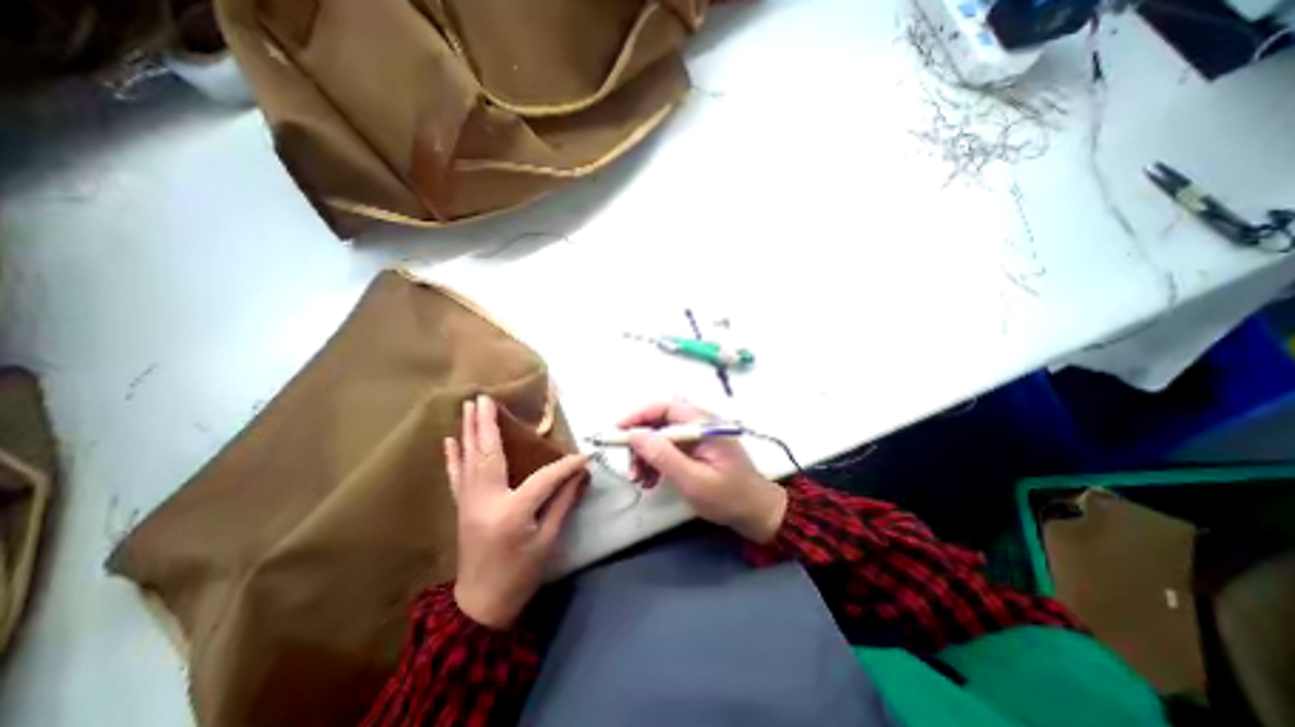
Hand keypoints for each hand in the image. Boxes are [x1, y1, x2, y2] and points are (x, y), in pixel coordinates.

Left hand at [445, 396, 587, 626]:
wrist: (481, 607)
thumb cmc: (520, 575)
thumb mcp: (548, 541)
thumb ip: (563, 503)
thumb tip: (581, 474)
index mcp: (512, 511)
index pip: (545, 478)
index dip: (567, 466)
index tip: (585, 456)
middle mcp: (486, 500)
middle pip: (489, 454)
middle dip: (488, 424)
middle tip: (485, 397)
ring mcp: (469, 503)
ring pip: (469, 459)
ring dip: (469, 431)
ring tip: (468, 407)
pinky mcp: (462, 507)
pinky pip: (456, 476)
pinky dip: (453, 456)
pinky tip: (449, 440)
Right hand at [620, 398, 789, 545]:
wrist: (757, 513)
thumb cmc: (729, 498)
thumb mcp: (694, 481)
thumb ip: (664, 456)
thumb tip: (634, 434)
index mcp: (704, 424)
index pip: (666, 406)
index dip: (639, 414)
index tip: (618, 432)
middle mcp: (699, 424)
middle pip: (661, 419)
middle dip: (640, 439)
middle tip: (630, 464)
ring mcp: (697, 436)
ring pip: (661, 434)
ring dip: (645, 453)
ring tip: (639, 479)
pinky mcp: (695, 449)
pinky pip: (668, 447)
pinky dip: (655, 461)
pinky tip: (651, 480)